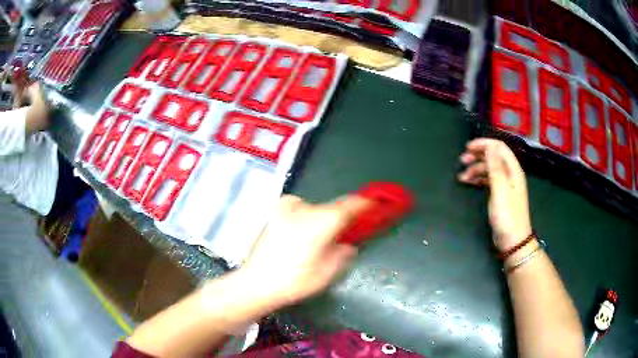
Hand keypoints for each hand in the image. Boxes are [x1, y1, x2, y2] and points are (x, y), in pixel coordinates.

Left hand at [240, 195, 369, 305]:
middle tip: (344, 234)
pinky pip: (298, 211)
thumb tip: (347, 244)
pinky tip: (298, 238)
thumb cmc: (295, 280)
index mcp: (320, 220)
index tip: (375, 205)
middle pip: (331, 208)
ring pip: (314, 210)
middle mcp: (303, 207)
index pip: (350, 205)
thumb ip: (343, 253)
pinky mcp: (273, 214)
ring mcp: (285, 208)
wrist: (255, 283)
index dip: (365, 204)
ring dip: (321, 220)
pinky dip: (306, 220)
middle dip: (340, 219)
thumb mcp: (328, 272)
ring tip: (316, 242)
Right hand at [458, 138, 531, 251]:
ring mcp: (505, 185)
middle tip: (462, 161)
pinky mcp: (500, 195)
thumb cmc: (507, 216)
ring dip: (476, 169)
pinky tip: (469, 182)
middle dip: (477, 156)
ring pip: (489, 169)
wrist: (513, 241)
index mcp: (513, 170)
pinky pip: (488, 180)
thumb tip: (490, 146)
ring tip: (462, 176)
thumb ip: (495, 167)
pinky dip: (478, 178)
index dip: (484, 144)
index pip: (499, 147)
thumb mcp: (500, 190)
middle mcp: (510, 174)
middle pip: (493, 156)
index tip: (467, 148)